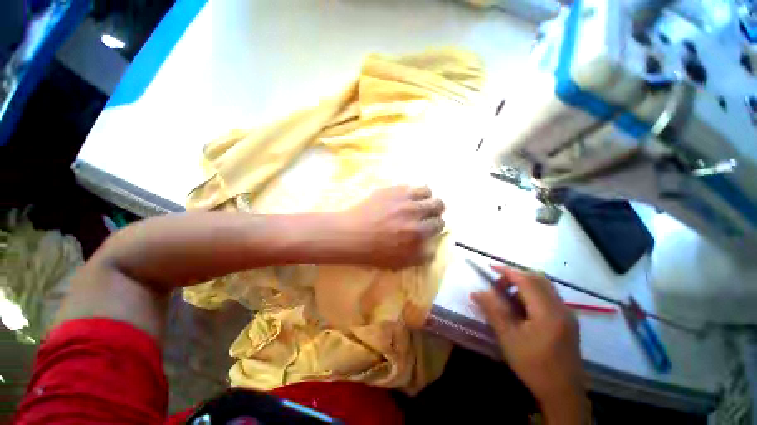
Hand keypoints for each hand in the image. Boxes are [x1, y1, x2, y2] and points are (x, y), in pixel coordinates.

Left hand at [341, 185, 444, 268]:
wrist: (351, 234)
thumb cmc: (374, 252)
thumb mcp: (401, 262)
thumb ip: (421, 255)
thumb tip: (432, 246)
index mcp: (418, 233)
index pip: (440, 225)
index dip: (436, 226)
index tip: (430, 227)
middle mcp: (416, 213)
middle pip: (438, 206)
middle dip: (436, 211)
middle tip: (428, 213)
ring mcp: (404, 199)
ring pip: (428, 192)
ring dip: (427, 198)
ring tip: (419, 202)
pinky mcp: (393, 190)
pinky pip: (412, 186)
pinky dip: (414, 192)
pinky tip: (406, 197)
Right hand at [471, 266, 588, 423]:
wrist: (563, 393)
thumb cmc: (533, 365)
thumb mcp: (508, 338)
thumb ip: (493, 311)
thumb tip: (476, 292)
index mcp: (547, 312)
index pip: (526, 280)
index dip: (507, 271)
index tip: (491, 267)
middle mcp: (561, 308)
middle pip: (538, 279)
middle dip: (516, 276)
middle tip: (498, 286)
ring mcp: (567, 314)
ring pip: (545, 287)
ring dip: (525, 285)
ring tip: (508, 298)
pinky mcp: (568, 321)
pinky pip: (549, 297)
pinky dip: (533, 294)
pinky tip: (522, 309)